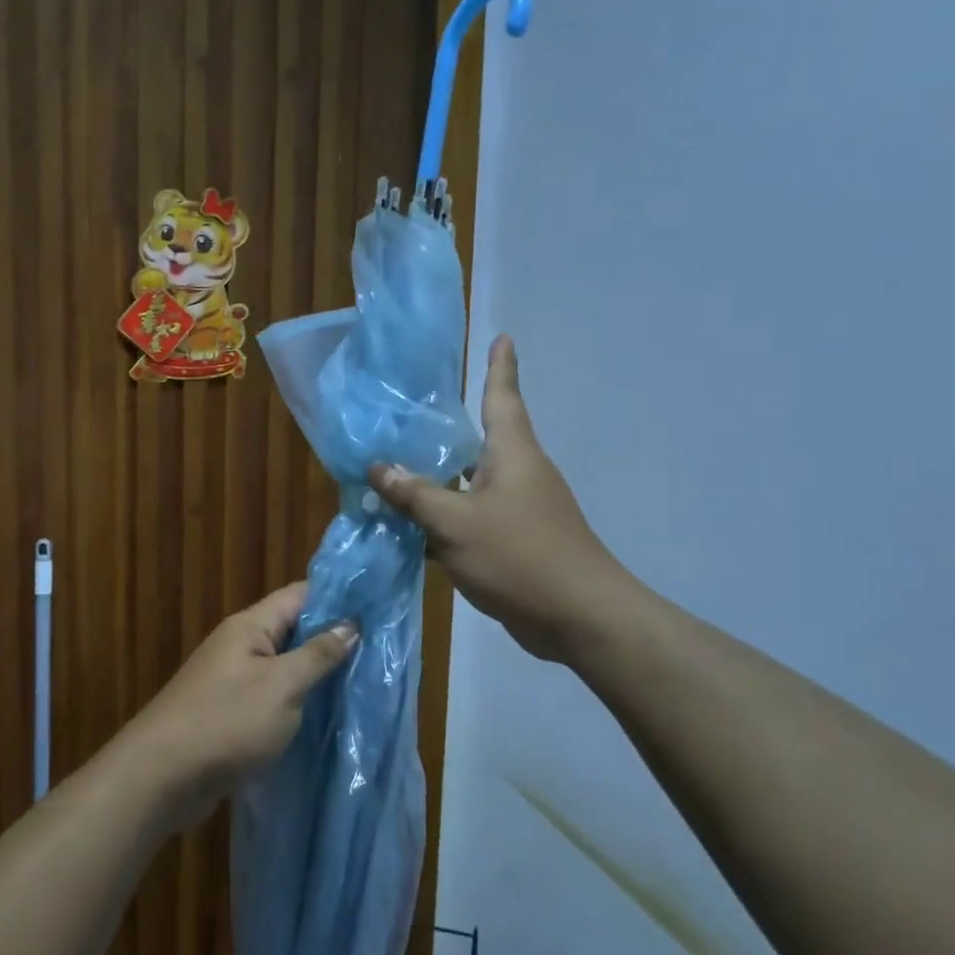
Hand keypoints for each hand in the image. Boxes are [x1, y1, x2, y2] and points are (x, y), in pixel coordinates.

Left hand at [130, 583, 356, 821]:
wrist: (160, 777)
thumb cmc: (226, 722)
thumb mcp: (282, 686)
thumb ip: (318, 655)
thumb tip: (351, 624)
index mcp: (250, 627)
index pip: (300, 595)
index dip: (337, 597)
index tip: (376, 607)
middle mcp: (239, 646)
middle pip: (293, 630)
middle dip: (331, 638)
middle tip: (379, 649)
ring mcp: (231, 680)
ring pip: (283, 666)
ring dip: (315, 674)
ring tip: (361, 681)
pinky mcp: (228, 713)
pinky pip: (271, 697)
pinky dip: (296, 702)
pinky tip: (323, 716)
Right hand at [371, 336, 623, 662]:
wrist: (577, 617)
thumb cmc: (519, 554)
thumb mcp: (455, 522)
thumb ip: (414, 494)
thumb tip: (377, 468)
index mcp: (512, 453)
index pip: (503, 396)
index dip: (500, 366)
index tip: (502, 337)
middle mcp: (518, 473)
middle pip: (479, 440)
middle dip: (447, 428)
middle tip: (408, 413)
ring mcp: (519, 509)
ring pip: (470, 483)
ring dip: (439, 478)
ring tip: (395, 469)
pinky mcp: (515, 541)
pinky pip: (472, 517)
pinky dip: (444, 518)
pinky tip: (412, 528)